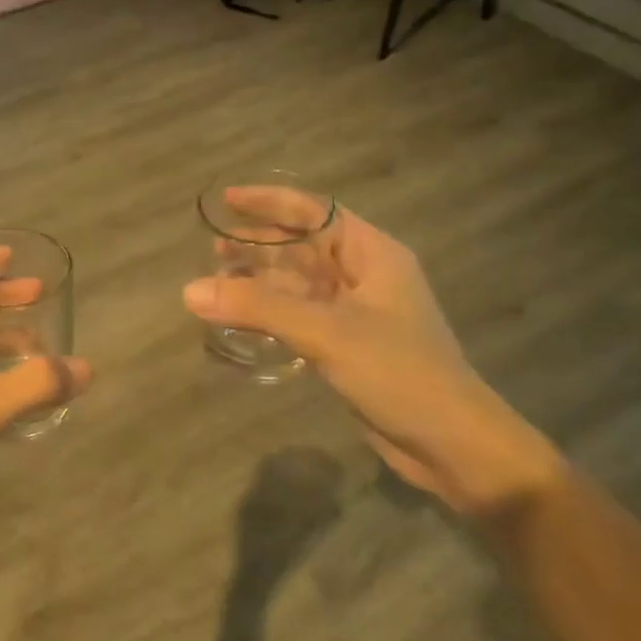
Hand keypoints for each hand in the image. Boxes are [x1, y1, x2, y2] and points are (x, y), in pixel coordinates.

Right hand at [184, 190, 560, 513]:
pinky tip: (241, 319)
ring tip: (217, 281)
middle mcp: (364, 275)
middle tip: (212, 248)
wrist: (449, 442)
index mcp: (372, 254)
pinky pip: (300, 316)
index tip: (227, 198)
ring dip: (261, 280)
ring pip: (299, 283)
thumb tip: (190, 290)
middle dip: (258, 244)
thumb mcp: (326, 332)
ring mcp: (356, 312)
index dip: (270, 201)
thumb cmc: (398, 372)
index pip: (314, 212)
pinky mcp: (347, 345)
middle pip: (303, 246)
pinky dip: (270, 313)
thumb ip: (259, 307)